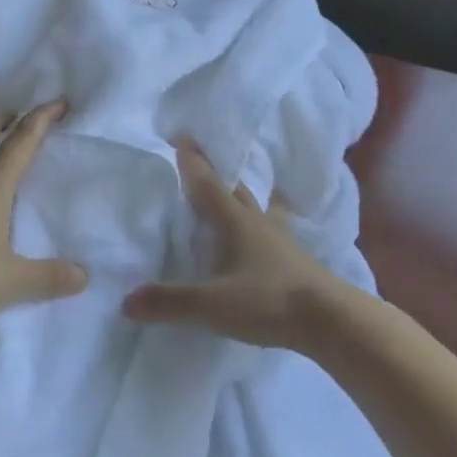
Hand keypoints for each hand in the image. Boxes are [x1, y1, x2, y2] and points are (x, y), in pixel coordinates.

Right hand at [123, 144, 345, 348]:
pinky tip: (269, 228)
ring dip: (243, 195)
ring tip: (237, 189)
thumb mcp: (213, 305)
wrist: (330, 320)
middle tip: (202, 160)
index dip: (192, 162)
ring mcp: (281, 240)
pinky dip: (266, 220)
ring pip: (258, 207)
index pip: (208, 185)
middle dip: (217, 174)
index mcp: (236, 222)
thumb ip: (170, 302)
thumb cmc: (269, 301)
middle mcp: (258, 222)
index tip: (181, 136)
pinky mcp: (295, 260)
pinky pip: (274, 229)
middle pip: (235, 190)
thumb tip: (126, 300)